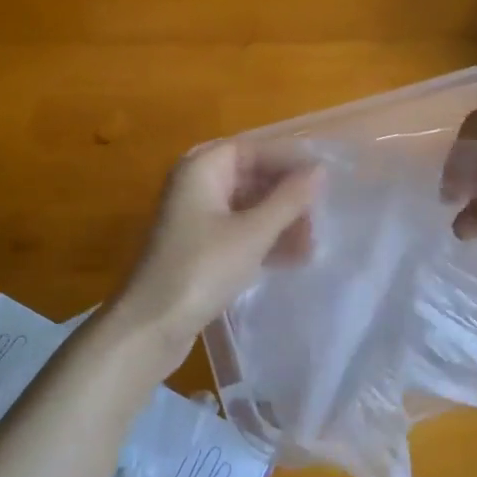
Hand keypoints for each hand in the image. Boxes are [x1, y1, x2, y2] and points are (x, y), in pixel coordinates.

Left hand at [102, 141, 320, 373]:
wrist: (151, 326)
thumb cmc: (202, 269)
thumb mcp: (253, 233)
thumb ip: (288, 199)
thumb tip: (319, 170)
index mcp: (201, 168)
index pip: (253, 149)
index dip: (289, 160)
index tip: (325, 177)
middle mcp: (196, 185)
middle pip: (251, 177)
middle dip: (287, 196)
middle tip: (320, 217)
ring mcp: (195, 217)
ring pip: (247, 207)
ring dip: (279, 222)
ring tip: (312, 245)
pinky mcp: (199, 247)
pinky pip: (239, 231)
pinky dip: (264, 240)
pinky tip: (292, 259)